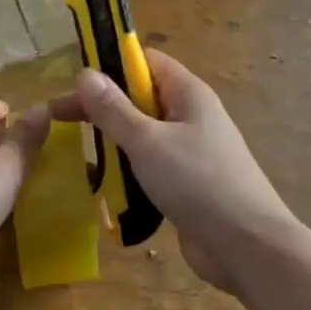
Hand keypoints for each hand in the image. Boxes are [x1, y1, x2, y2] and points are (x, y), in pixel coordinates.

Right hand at [48, 51, 302, 295]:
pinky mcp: (189, 184)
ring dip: (114, 140)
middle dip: (103, 105)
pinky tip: (105, 185)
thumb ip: (114, 109)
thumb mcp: (147, 142)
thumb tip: (85, 73)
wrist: (250, 248)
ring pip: (144, 133)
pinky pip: (152, 165)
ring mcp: (191, 151)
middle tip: (60, 118)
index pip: (145, 61)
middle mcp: (191, 115)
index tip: (75, 82)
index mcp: (188, 93)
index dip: (110, 64)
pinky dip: (129, 170)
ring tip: (78, 151)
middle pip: (140, 97)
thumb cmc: (199, 182)